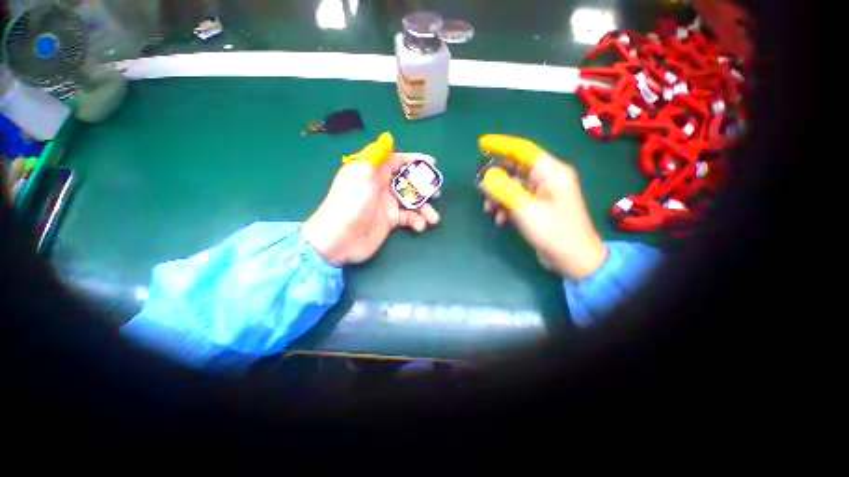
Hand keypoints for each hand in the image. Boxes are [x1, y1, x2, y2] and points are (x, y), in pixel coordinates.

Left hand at [303, 153, 440, 266]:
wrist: (340, 238)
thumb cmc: (351, 202)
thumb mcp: (362, 173)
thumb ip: (377, 155)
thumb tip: (387, 137)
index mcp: (373, 172)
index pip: (396, 161)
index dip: (414, 160)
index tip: (431, 163)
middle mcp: (381, 186)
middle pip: (408, 181)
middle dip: (424, 186)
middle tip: (437, 192)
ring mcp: (386, 205)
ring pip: (411, 202)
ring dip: (424, 208)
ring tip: (433, 217)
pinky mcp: (390, 221)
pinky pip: (408, 218)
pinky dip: (416, 221)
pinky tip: (420, 226)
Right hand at [479, 135, 607, 280]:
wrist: (574, 260)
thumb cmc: (554, 233)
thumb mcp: (525, 210)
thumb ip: (504, 190)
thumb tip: (485, 177)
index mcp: (552, 172)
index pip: (523, 150)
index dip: (501, 145)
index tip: (481, 143)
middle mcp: (548, 178)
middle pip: (516, 168)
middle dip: (496, 178)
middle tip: (480, 188)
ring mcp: (543, 193)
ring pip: (514, 185)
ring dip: (499, 195)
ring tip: (489, 210)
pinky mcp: (539, 206)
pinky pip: (517, 198)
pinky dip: (506, 206)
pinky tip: (500, 219)